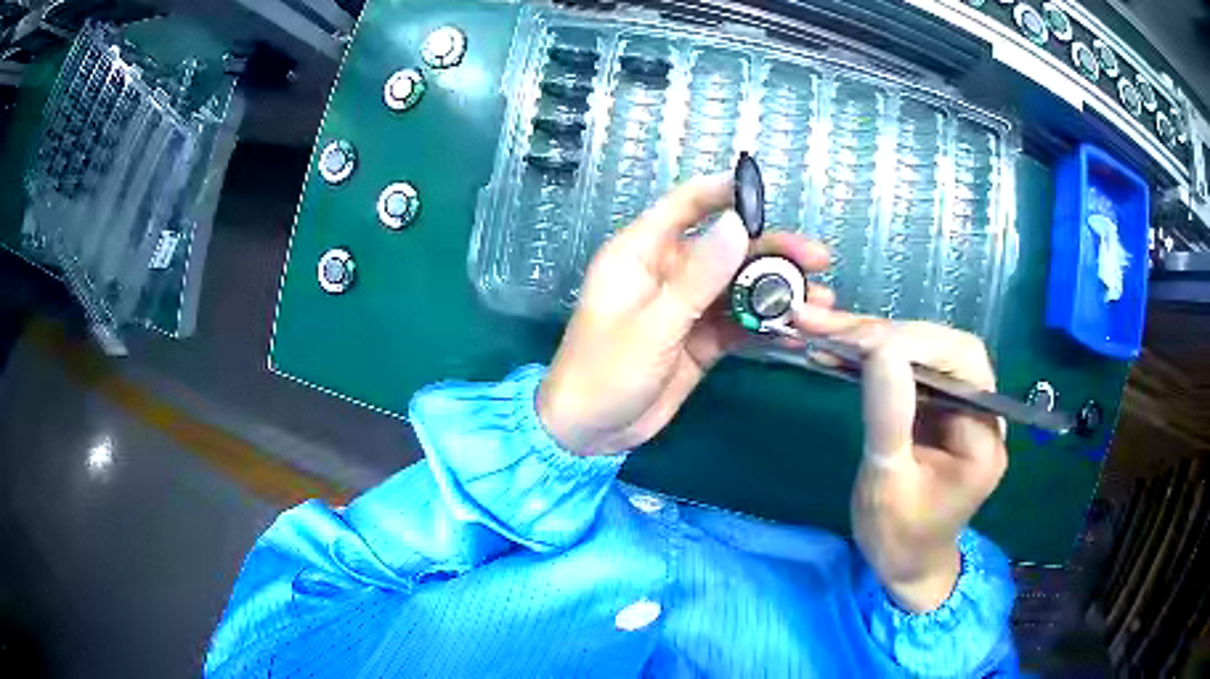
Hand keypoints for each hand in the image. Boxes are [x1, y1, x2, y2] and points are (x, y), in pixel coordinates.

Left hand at [537, 174, 834, 455]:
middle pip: (727, 248)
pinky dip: (766, 326)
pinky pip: (739, 324)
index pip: (686, 205)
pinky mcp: (701, 338)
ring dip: (778, 293)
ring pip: (739, 287)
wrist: (590, 433)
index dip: (726, 193)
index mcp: (641, 253)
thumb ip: (698, 278)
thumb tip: (737, 226)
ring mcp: (687, 306)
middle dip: (773, 252)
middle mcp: (668, 271)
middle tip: (818, 260)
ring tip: (820, 303)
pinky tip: (797, 334)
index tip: (767, 192)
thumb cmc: (604, 372)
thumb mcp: (653, 325)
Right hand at [803, 318, 1007, 611]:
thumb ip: (889, 417)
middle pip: (943, 349)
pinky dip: (874, 356)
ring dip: (875, 337)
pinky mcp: (938, 407)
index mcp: (983, 436)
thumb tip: (878, 349)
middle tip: (829, 324)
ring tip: (824, 327)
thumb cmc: (898, 537)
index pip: (960, 365)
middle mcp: (981, 411)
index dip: (912, 345)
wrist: (906, 564)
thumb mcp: (887, 485)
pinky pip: (911, 369)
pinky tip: (841, 348)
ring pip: (925, 351)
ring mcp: (960, 406)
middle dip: (887, 332)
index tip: (856, 341)